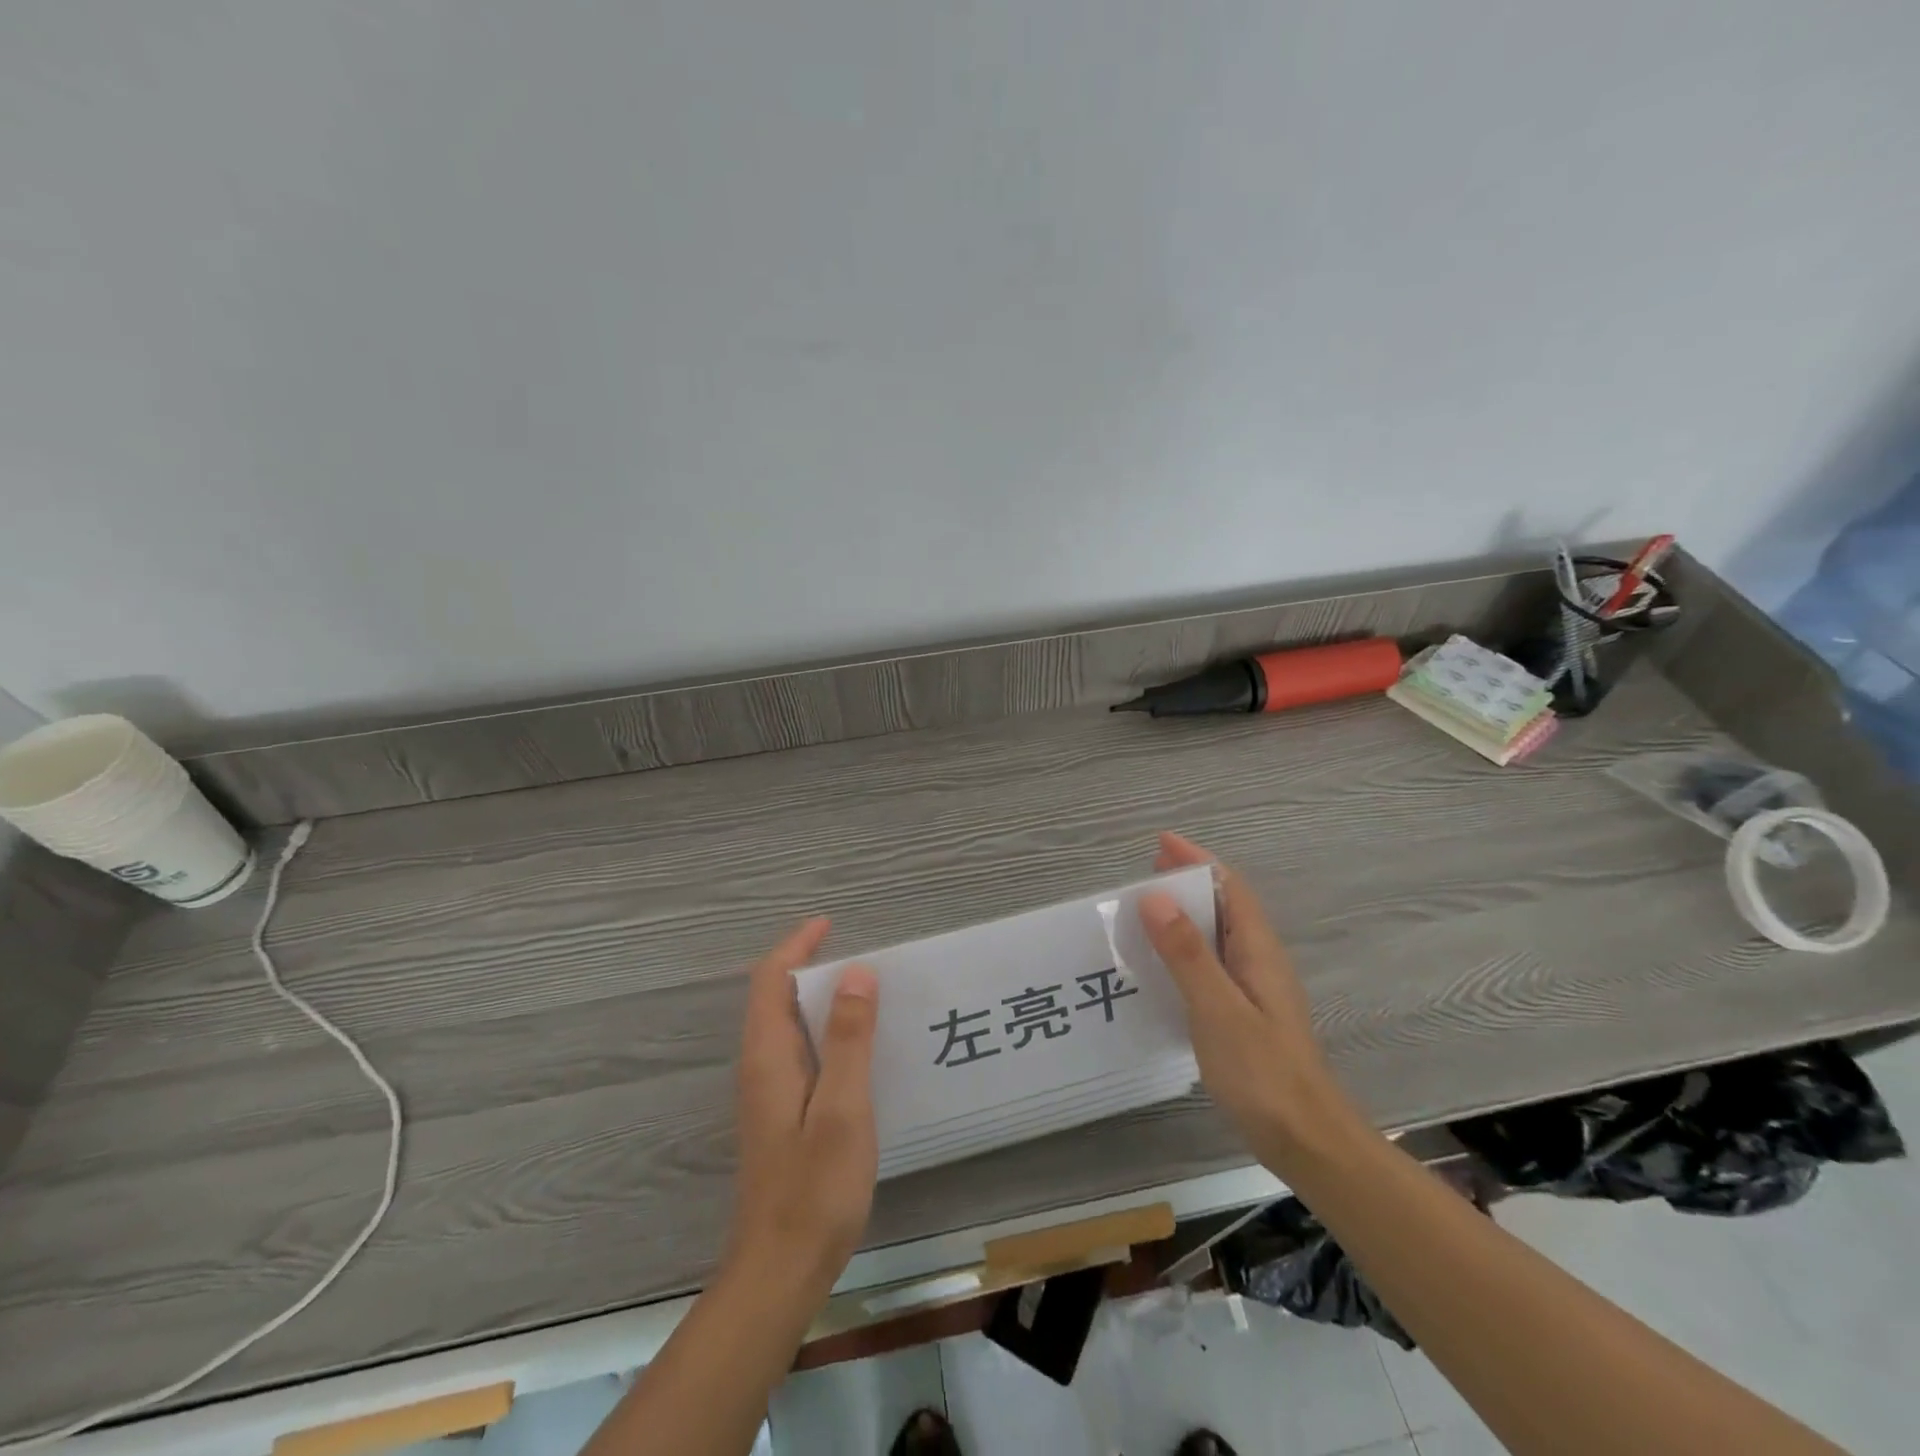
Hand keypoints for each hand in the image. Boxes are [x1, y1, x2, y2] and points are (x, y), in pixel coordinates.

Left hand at [723, 919, 879, 1294]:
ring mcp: (767, 1094)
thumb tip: (857, 972)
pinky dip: (823, 1031)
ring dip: (817, 999)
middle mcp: (760, 1067)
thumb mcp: (843, 1108)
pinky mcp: (780, 1116)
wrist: (780, 1271)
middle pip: (774, 998)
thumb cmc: (815, 1188)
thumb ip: (850, 1039)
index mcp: (769, 1056)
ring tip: (865, 993)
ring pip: (786, 1026)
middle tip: (859, 957)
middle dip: (808, 966)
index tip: (829, 924)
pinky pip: (798, 1052)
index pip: (771, 980)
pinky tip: (857, 1049)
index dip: (797, 946)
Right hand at [1140, 832, 1362, 1168]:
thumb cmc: (1263, 1072)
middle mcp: (1259, 961)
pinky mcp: (1246, 1014)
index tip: (1161, 843)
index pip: (1229, 888)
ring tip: (1144, 911)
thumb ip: (1187, 953)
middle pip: (1225, 906)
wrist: (1307, 1141)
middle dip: (1188, 881)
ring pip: (1217, 935)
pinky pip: (1212, 963)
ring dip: (1185, 914)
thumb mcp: (1218, 1009)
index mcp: (1257, 951)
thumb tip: (1155, 896)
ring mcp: (1255, 989)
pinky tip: (1162, 966)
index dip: (1197, 861)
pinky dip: (1185, 948)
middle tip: (1144, 871)